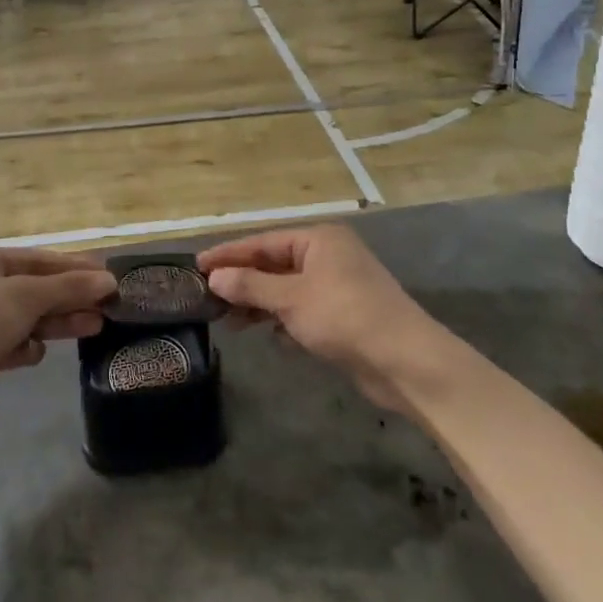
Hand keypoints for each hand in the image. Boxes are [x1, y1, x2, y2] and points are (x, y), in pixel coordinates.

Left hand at [0, 247, 114, 427]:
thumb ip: (69, 288)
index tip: (106, 276)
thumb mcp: (26, 296)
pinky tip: (35, 353)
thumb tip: (109, 280)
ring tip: (94, 327)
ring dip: (57, 322)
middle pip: (33, 288)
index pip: (36, 258)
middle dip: (69, 298)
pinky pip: (11, 344)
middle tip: (107, 305)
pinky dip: (26, 347)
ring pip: (26, 317)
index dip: (73, 267)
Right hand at [199, 223, 436, 413]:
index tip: (197, 265)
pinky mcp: (343, 315)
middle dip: (242, 281)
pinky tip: (267, 335)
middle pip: (274, 264)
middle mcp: (328, 256)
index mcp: (318, 240)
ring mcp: (337, 286)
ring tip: (228, 321)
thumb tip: (215, 277)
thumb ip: (250, 286)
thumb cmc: (345, 317)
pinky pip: (302, 310)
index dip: (229, 254)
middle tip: (207, 296)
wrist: (405, 361)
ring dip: (259, 304)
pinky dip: (283, 320)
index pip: (263, 242)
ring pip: (286, 289)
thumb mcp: (291, 298)